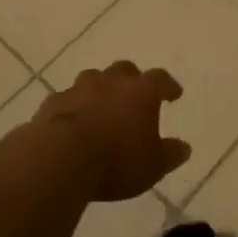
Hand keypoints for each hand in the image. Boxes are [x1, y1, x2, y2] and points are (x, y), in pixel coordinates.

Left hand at [35, 61, 190, 201]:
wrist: (60, 159)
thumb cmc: (116, 161)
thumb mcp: (152, 166)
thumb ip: (170, 155)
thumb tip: (184, 148)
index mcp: (141, 91)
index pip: (160, 79)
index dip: (168, 86)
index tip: (174, 93)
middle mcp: (111, 82)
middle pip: (125, 70)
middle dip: (131, 80)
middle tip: (134, 94)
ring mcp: (79, 88)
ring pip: (93, 79)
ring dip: (99, 89)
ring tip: (101, 105)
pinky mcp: (53, 102)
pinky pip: (67, 99)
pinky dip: (73, 106)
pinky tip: (72, 120)